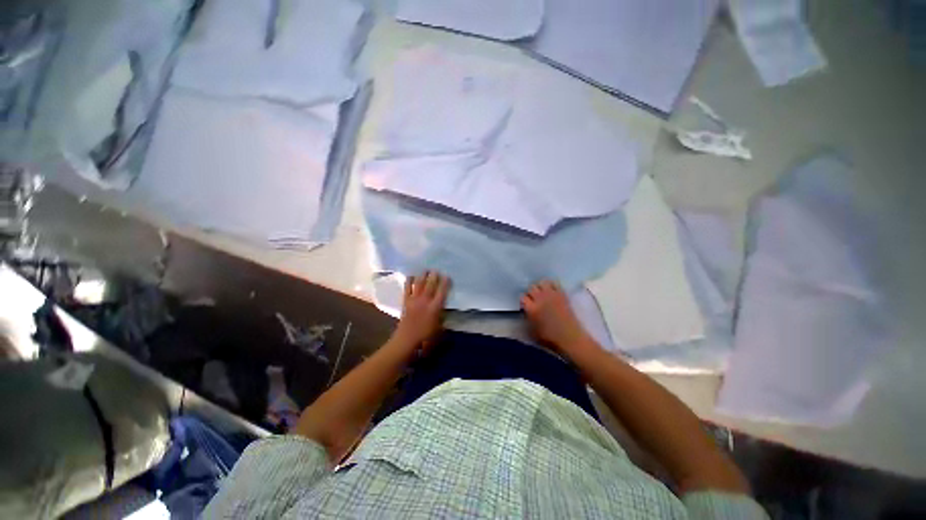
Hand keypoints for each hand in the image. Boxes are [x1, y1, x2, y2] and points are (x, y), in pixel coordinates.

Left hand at [392, 271, 450, 349]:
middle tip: (436, 270)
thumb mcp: (440, 329)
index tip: (447, 276)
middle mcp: (425, 301)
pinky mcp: (406, 302)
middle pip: (430, 285)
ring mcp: (414, 300)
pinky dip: (409, 281)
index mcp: (435, 307)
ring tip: (425, 270)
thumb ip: (443, 317)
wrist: (406, 340)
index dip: (445, 283)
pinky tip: (410, 276)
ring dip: (422, 276)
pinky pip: (407, 289)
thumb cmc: (426, 338)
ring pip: (419, 284)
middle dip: (434, 276)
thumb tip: (445, 309)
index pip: (442, 292)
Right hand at [521, 281, 591, 354]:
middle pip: (531, 288)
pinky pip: (555, 283)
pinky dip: (552, 285)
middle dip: (531, 292)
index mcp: (531, 309)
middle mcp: (540, 299)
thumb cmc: (550, 338)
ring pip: (542, 282)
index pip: (523, 297)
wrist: (570, 337)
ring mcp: (551, 295)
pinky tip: (552, 290)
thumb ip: (527, 317)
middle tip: (534, 298)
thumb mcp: (532, 330)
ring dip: (540, 286)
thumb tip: (526, 311)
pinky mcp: (562, 294)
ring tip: (542, 292)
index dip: (524, 300)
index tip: (526, 304)